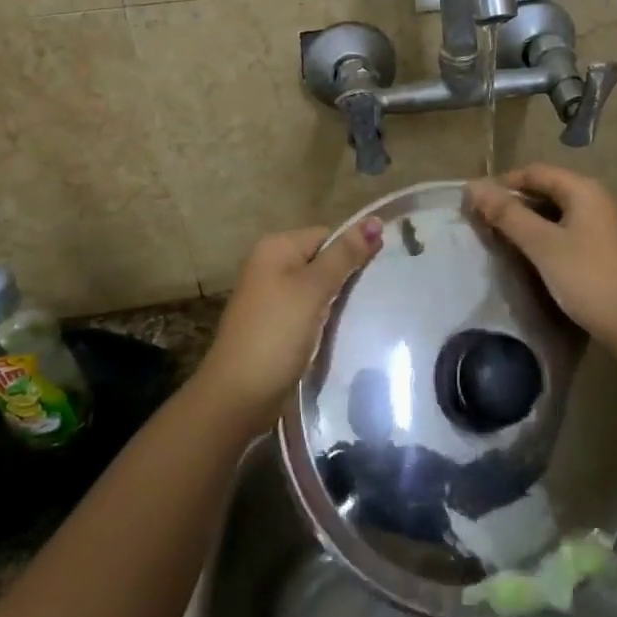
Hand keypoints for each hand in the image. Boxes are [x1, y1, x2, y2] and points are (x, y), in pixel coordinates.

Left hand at [196, 218, 383, 429]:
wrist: (239, 395)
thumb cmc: (277, 333)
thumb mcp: (314, 289)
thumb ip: (345, 255)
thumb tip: (375, 220)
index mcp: (276, 247)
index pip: (328, 236)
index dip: (352, 253)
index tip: (376, 275)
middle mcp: (270, 264)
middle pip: (323, 260)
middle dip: (346, 278)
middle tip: (370, 298)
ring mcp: (271, 296)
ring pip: (318, 287)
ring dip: (337, 301)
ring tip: (360, 315)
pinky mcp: (276, 323)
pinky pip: (309, 310)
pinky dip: (325, 319)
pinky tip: (339, 332)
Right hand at [466, 165, 616, 350]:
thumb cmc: (588, 279)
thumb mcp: (542, 245)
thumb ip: (507, 214)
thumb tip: (474, 186)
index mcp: (584, 190)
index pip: (536, 172)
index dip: (503, 183)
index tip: (477, 201)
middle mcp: (600, 199)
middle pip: (549, 189)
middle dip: (516, 203)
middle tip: (487, 222)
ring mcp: (609, 225)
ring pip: (561, 212)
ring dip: (532, 221)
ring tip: (505, 239)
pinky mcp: (611, 249)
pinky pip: (573, 231)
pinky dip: (550, 236)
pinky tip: (536, 256)